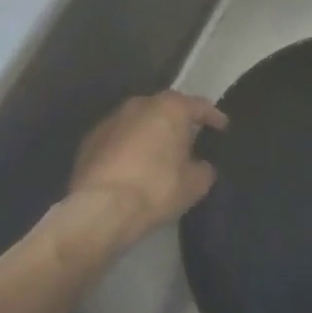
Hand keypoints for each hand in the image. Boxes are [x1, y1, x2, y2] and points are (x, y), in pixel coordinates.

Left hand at [64, 92, 227, 241]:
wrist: (100, 207)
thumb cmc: (156, 189)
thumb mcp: (194, 184)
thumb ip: (203, 169)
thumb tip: (200, 165)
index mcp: (170, 108)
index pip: (199, 106)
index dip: (213, 117)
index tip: (222, 126)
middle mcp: (140, 104)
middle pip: (165, 109)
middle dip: (177, 123)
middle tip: (188, 141)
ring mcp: (111, 120)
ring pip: (139, 122)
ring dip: (150, 134)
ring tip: (158, 155)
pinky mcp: (89, 140)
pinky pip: (118, 139)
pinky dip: (127, 148)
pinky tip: (131, 167)